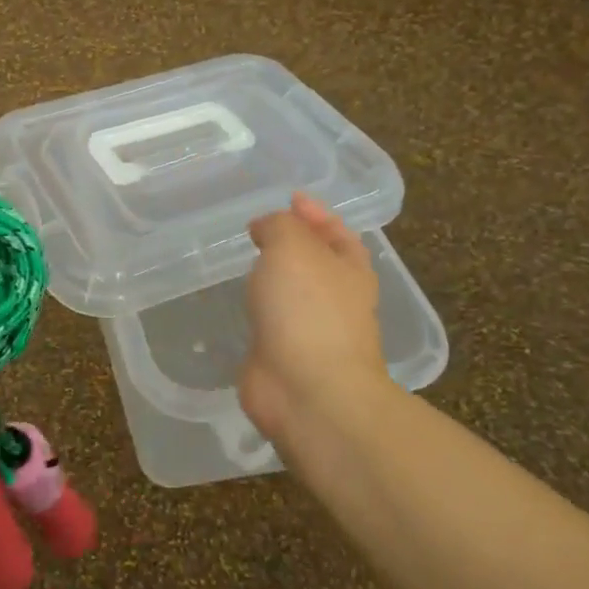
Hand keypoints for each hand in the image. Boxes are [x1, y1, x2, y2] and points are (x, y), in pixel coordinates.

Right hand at [241, 193, 402, 473]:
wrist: (307, 390)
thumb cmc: (307, 309)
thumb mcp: (292, 246)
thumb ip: (279, 226)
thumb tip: (266, 229)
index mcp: (350, 270)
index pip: (337, 232)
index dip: (315, 213)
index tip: (290, 198)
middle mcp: (337, 299)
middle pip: (317, 263)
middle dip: (294, 245)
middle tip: (259, 229)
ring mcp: (313, 332)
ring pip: (293, 294)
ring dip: (274, 278)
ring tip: (245, 262)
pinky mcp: (286, 357)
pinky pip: (272, 323)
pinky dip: (258, 309)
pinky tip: (238, 303)